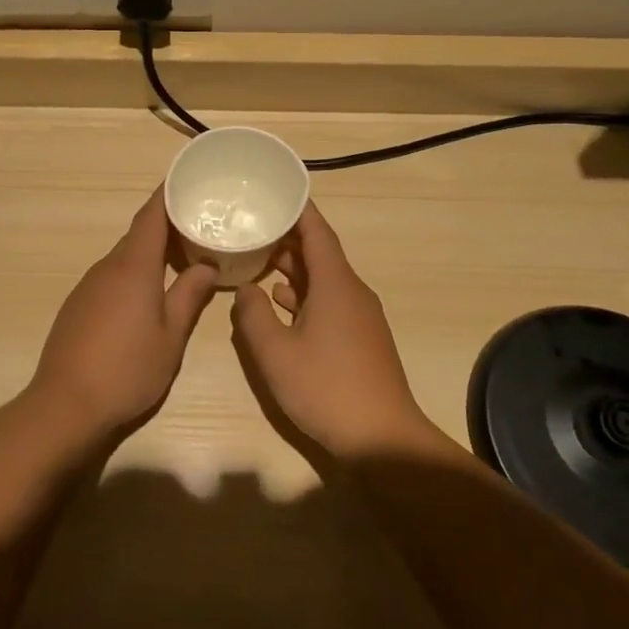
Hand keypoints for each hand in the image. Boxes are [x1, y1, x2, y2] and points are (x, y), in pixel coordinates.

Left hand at [29, 189, 218, 433]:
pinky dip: (134, 273)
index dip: (168, 195)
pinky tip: (148, 294)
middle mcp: (107, 267)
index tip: (187, 180)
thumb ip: (189, 296)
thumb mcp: (171, 336)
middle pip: (139, 235)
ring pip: (125, 257)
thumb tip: (207, 266)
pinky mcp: (78, 306)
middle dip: (167, 226)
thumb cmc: (127, 369)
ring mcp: (88, 286)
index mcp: (133, 267)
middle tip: (199, 225)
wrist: (66, 404)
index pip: (151, 216)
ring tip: (181, 258)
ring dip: (151, 252)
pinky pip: (111, 276)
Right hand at [230, 202, 433, 455]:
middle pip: (319, 254)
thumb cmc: (326, 388)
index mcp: (335, 284)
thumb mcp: (275, 352)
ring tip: (256, 261)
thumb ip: (254, 315)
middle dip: (286, 239)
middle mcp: (351, 292)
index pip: (317, 232)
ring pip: (322, 280)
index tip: (275, 190)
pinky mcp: (359, 339)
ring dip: (292, 269)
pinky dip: (303, 296)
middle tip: (251, 227)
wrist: (382, 439)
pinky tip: (280, 306)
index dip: (297, 209)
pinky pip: (328, 302)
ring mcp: (359, 317)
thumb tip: (247, 289)